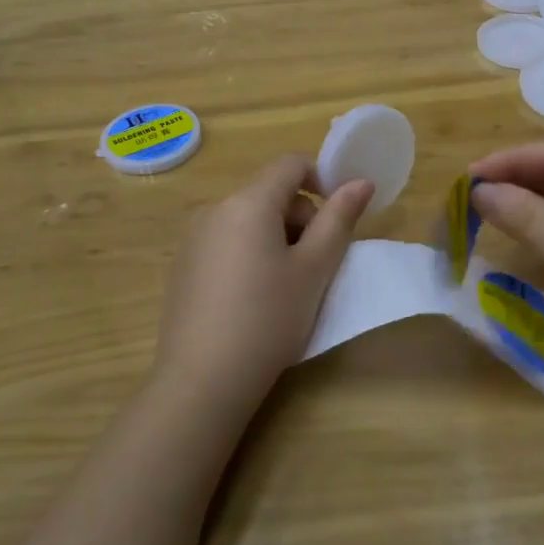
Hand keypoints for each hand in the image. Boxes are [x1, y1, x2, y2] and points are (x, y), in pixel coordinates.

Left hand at [156, 155, 373, 404]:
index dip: (322, 179)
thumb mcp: (314, 269)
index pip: (291, 164)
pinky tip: (252, 298)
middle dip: (301, 216)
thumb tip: (361, 182)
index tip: (338, 219)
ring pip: (248, 218)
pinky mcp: (183, 266)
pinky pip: (226, 241)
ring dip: (276, 236)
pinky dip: (249, 253)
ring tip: (286, 286)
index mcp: (248, 202)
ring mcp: (193, 238)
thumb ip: (339, 219)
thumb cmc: (269, 319)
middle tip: (316, 264)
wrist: (202, 380)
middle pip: (269, 192)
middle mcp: (215, 209)